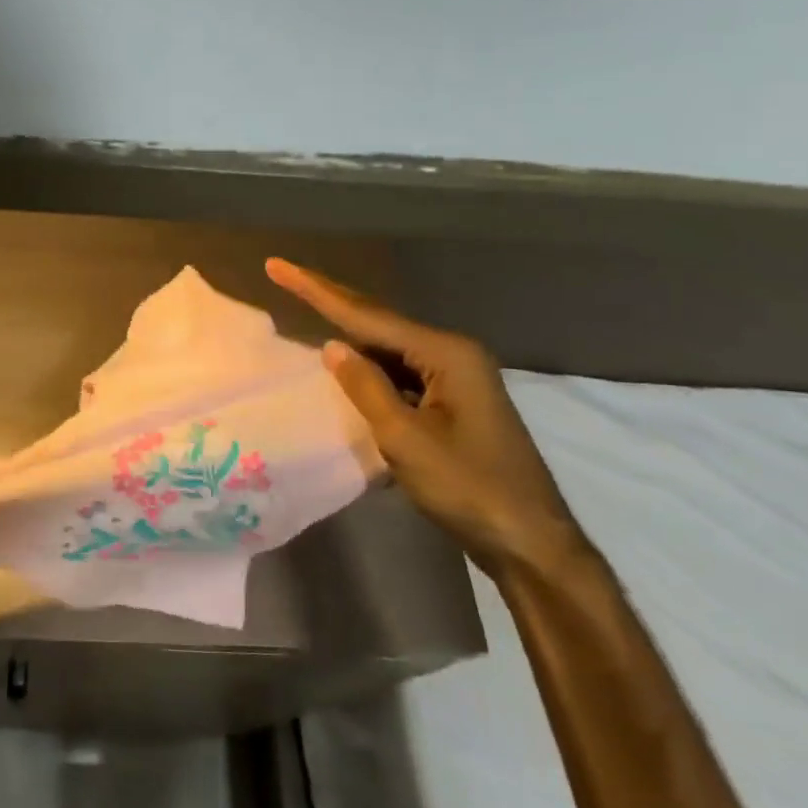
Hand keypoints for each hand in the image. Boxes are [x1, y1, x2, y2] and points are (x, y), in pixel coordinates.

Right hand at [267, 258, 582, 579]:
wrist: (530, 541)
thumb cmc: (469, 488)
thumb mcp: (406, 438)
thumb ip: (365, 387)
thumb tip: (332, 347)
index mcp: (446, 354)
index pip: (367, 316)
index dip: (317, 291)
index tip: (278, 266)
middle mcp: (453, 355)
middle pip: (379, 322)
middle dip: (331, 300)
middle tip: (284, 275)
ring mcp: (456, 379)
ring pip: (389, 349)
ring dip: (349, 335)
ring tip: (306, 310)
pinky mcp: (453, 403)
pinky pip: (400, 374)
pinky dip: (369, 369)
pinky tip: (346, 367)